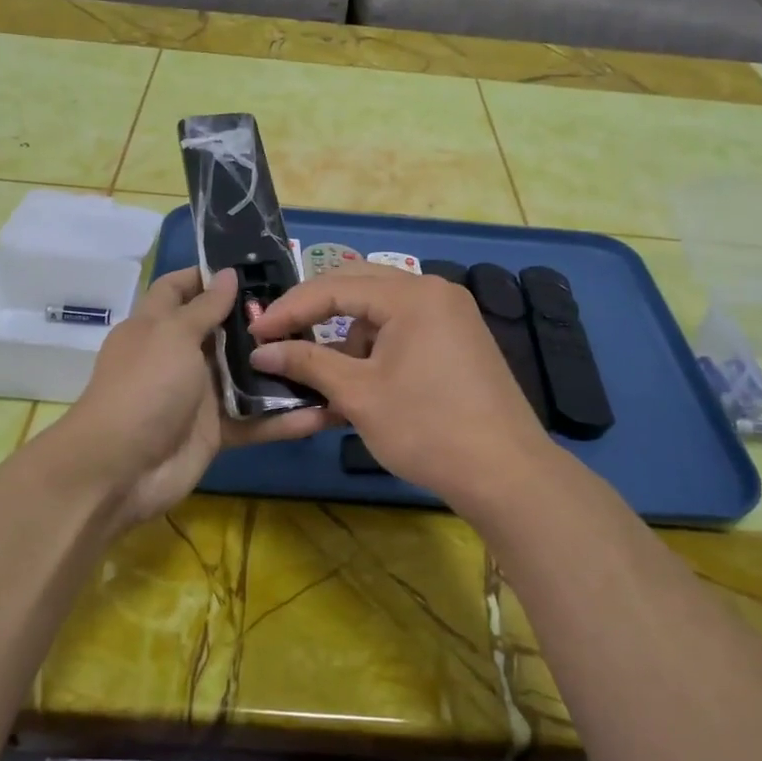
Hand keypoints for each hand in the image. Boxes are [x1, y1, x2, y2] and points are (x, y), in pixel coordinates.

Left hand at [51, 268, 330, 525]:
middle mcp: (179, 356)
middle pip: (222, 330)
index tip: (252, 266)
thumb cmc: (144, 387)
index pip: (179, 288)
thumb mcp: (172, 336)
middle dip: (258, 319)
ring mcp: (198, 395)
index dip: (207, 275)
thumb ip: (204, 308)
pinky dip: (284, 418)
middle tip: (308, 307)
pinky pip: (255, 419)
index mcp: (157, 326)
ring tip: (327, 351)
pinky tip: (324, 409)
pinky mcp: (216, 430)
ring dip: (279, 367)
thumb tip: (228, 274)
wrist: (119, 470)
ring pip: (244, 375)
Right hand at [248, 263, 553, 503]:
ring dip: (346, 337)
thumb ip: (307, 363)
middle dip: (315, 313)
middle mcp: (434, 292)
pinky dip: (375, 350)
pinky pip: (403, 330)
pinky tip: (361, 385)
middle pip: (358, 286)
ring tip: (324, 376)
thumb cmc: (426, 428)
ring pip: (380, 311)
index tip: (255, 333)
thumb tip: (261, 350)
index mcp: (411, 295)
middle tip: (279, 335)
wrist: (506, 474)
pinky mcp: (459, 341)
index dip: (289, 309)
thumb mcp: (358, 394)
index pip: (334, 286)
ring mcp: (451, 315)